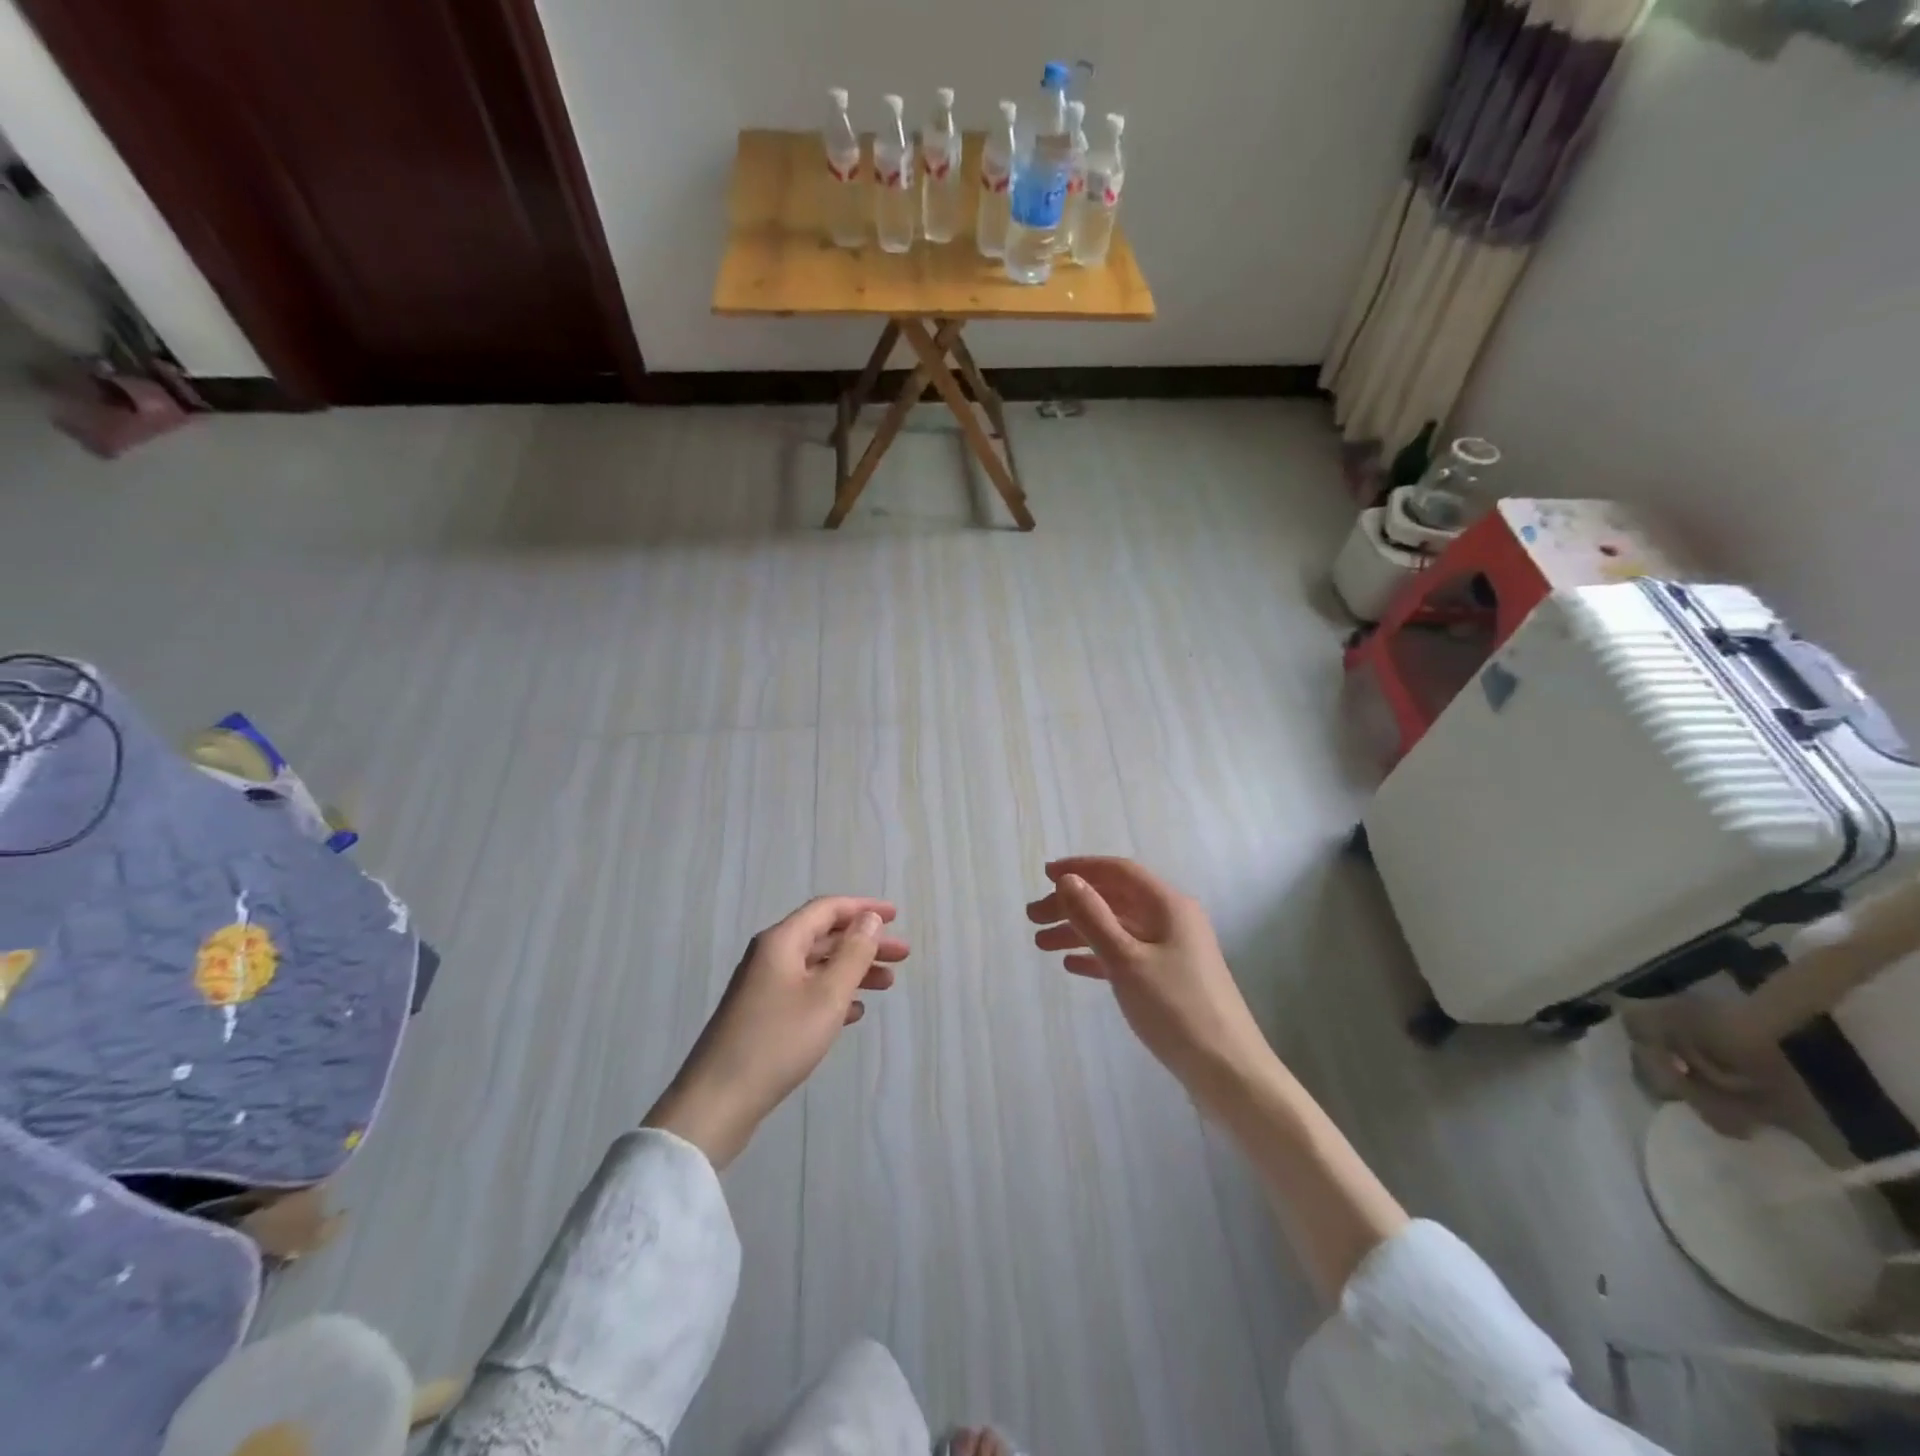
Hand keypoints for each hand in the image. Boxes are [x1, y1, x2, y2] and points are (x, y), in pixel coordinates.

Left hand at [644, 897, 908, 1167]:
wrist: (718, 1101)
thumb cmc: (778, 1041)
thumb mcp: (827, 995)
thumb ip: (853, 953)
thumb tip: (869, 919)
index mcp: (781, 941)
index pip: (827, 909)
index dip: (863, 909)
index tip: (896, 916)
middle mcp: (770, 956)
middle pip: (824, 937)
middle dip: (864, 943)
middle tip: (902, 956)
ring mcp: (764, 987)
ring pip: (817, 966)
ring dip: (853, 970)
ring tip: (887, 984)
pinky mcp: (762, 1016)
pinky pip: (806, 992)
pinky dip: (833, 995)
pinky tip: (855, 1013)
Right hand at [1027, 857, 1272, 1118]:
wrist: (1228, 1072)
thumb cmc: (1176, 1009)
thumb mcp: (1127, 960)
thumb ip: (1094, 918)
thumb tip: (1068, 880)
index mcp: (1168, 906)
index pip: (1119, 872)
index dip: (1081, 869)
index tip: (1045, 875)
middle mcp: (1171, 920)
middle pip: (1114, 900)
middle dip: (1072, 904)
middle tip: (1032, 918)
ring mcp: (1172, 951)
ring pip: (1117, 929)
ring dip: (1079, 931)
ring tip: (1041, 945)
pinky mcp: (1169, 979)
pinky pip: (1125, 955)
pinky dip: (1097, 956)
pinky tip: (1071, 966)